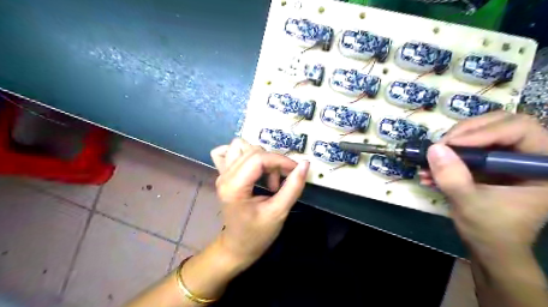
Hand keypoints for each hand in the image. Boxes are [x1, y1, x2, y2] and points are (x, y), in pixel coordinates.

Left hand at [211, 139, 306, 267]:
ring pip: (241, 146)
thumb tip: (305, 164)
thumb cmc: (257, 234)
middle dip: (273, 162)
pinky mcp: (224, 175)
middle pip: (253, 151)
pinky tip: (251, 166)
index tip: (295, 171)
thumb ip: (293, 187)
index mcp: (234, 187)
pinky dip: (242, 153)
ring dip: (260, 157)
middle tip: (280, 183)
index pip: (259, 158)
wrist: (237, 247)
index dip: (281, 160)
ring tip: (267, 177)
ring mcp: (222, 174)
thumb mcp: (278, 212)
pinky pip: (228, 152)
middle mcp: (225, 176)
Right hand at [420, 112, 547, 257]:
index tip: (450, 145)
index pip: (520, 129)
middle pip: (500, 123)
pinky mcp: (490, 163)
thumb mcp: (470, 204)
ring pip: (482, 132)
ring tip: (430, 158)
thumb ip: (453, 177)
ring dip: (453, 143)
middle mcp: (529, 156)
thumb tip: (434, 148)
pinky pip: (469, 147)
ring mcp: (508, 158)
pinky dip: (448, 155)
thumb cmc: (490, 230)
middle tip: (440, 146)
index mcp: (543, 166)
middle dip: (465, 133)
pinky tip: (430, 170)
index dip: (484, 132)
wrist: (490, 247)